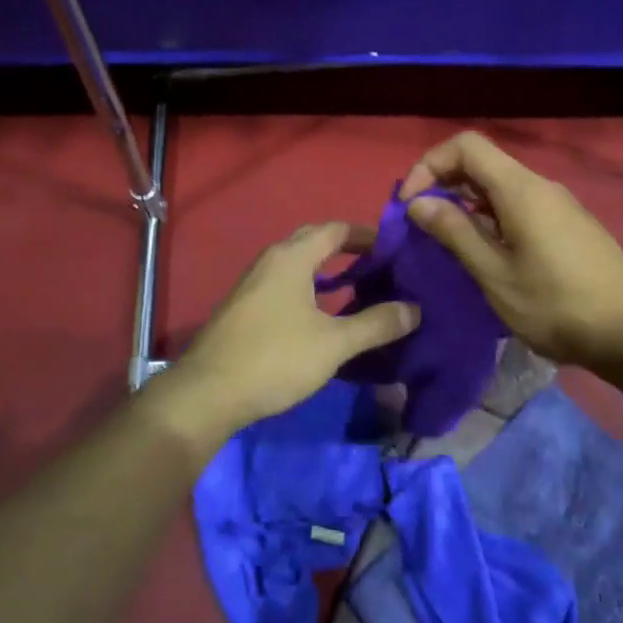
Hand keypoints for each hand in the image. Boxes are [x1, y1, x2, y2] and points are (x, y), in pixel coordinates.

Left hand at [153, 222, 420, 448]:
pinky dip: (309, 287)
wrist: (207, 393)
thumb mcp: (334, 343)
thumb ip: (376, 324)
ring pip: (297, 264)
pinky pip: (285, 283)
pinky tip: (322, 314)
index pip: (335, 229)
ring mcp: (253, 283)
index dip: (366, 234)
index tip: (395, 247)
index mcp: (292, 257)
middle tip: (380, 265)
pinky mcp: (244, 307)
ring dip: (327, 269)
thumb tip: (415, 309)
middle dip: (347, 248)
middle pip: (314, 241)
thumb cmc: (275, 358)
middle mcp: (270, 260)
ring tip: (359, 287)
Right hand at [400, 132, 622, 383]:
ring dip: (466, 205)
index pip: (465, 146)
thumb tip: (417, 203)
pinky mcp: (568, 226)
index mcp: (520, 189)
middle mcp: (540, 186)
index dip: (429, 165)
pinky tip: (486, 255)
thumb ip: (454, 233)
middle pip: (482, 163)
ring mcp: (558, 205)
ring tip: (448, 244)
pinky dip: (490, 218)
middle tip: (421, 225)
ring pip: (500, 188)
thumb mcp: (495, 274)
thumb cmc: (558, 305)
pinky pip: (518, 207)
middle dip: (443, 185)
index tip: (410, 204)